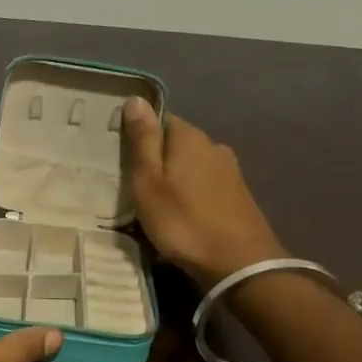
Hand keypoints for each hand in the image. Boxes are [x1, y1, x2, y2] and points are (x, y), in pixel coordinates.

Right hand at [122, 99, 285, 285]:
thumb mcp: (149, 181)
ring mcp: (230, 171)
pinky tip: (181, 214)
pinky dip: (191, 194)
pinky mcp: (238, 195)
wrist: (239, 264)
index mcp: (189, 137)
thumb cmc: (183, 221)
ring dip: (174, 179)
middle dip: (157, 159)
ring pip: (191, 166)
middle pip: (176, 144)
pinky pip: (205, 185)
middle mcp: (214, 146)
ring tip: (155, 202)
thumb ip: (143, 140)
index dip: (140, 135)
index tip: (121, 158)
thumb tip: (136, 98)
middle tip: (133, 184)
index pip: (160, 120)